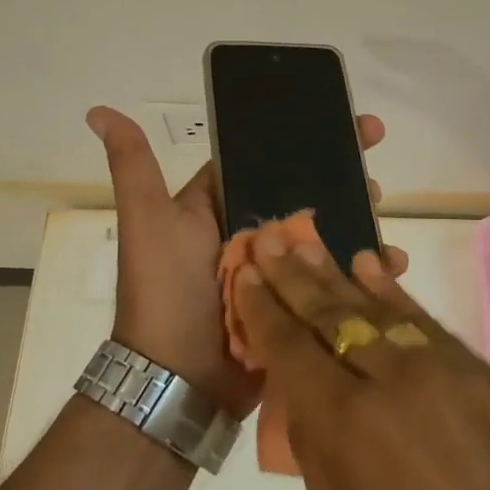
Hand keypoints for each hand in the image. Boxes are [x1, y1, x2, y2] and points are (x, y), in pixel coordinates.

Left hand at [86, 106, 403, 420]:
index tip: (353, 126)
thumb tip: (97, 110)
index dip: (309, 139)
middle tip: (376, 174)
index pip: (271, 160)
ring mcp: (280, 269)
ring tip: (383, 212)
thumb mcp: (148, 220)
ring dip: (361, 219)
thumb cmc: (164, 291)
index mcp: (223, 205)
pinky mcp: (299, 303)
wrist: (177, 380)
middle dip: (345, 178)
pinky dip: (364, 269)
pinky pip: (336, 277)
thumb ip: (132, 165)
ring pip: (328, 232)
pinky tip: (392, 264)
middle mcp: (253, 232)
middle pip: (307, 193)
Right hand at [232, 237, 489, 489]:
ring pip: (377, 307)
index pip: (292, 350)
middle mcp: (393, 380)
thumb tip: (301, 391)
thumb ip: (315, 448)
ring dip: (337, 273)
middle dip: (294, 277)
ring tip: (307, 243)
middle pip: (331, 315)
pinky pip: (424, 321)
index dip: (264, 310)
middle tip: (268, 240)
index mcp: (349, 426)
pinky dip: (392, 292)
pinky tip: (368, 266)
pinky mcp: (479, 371)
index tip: (245, 273)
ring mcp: (443, 368)